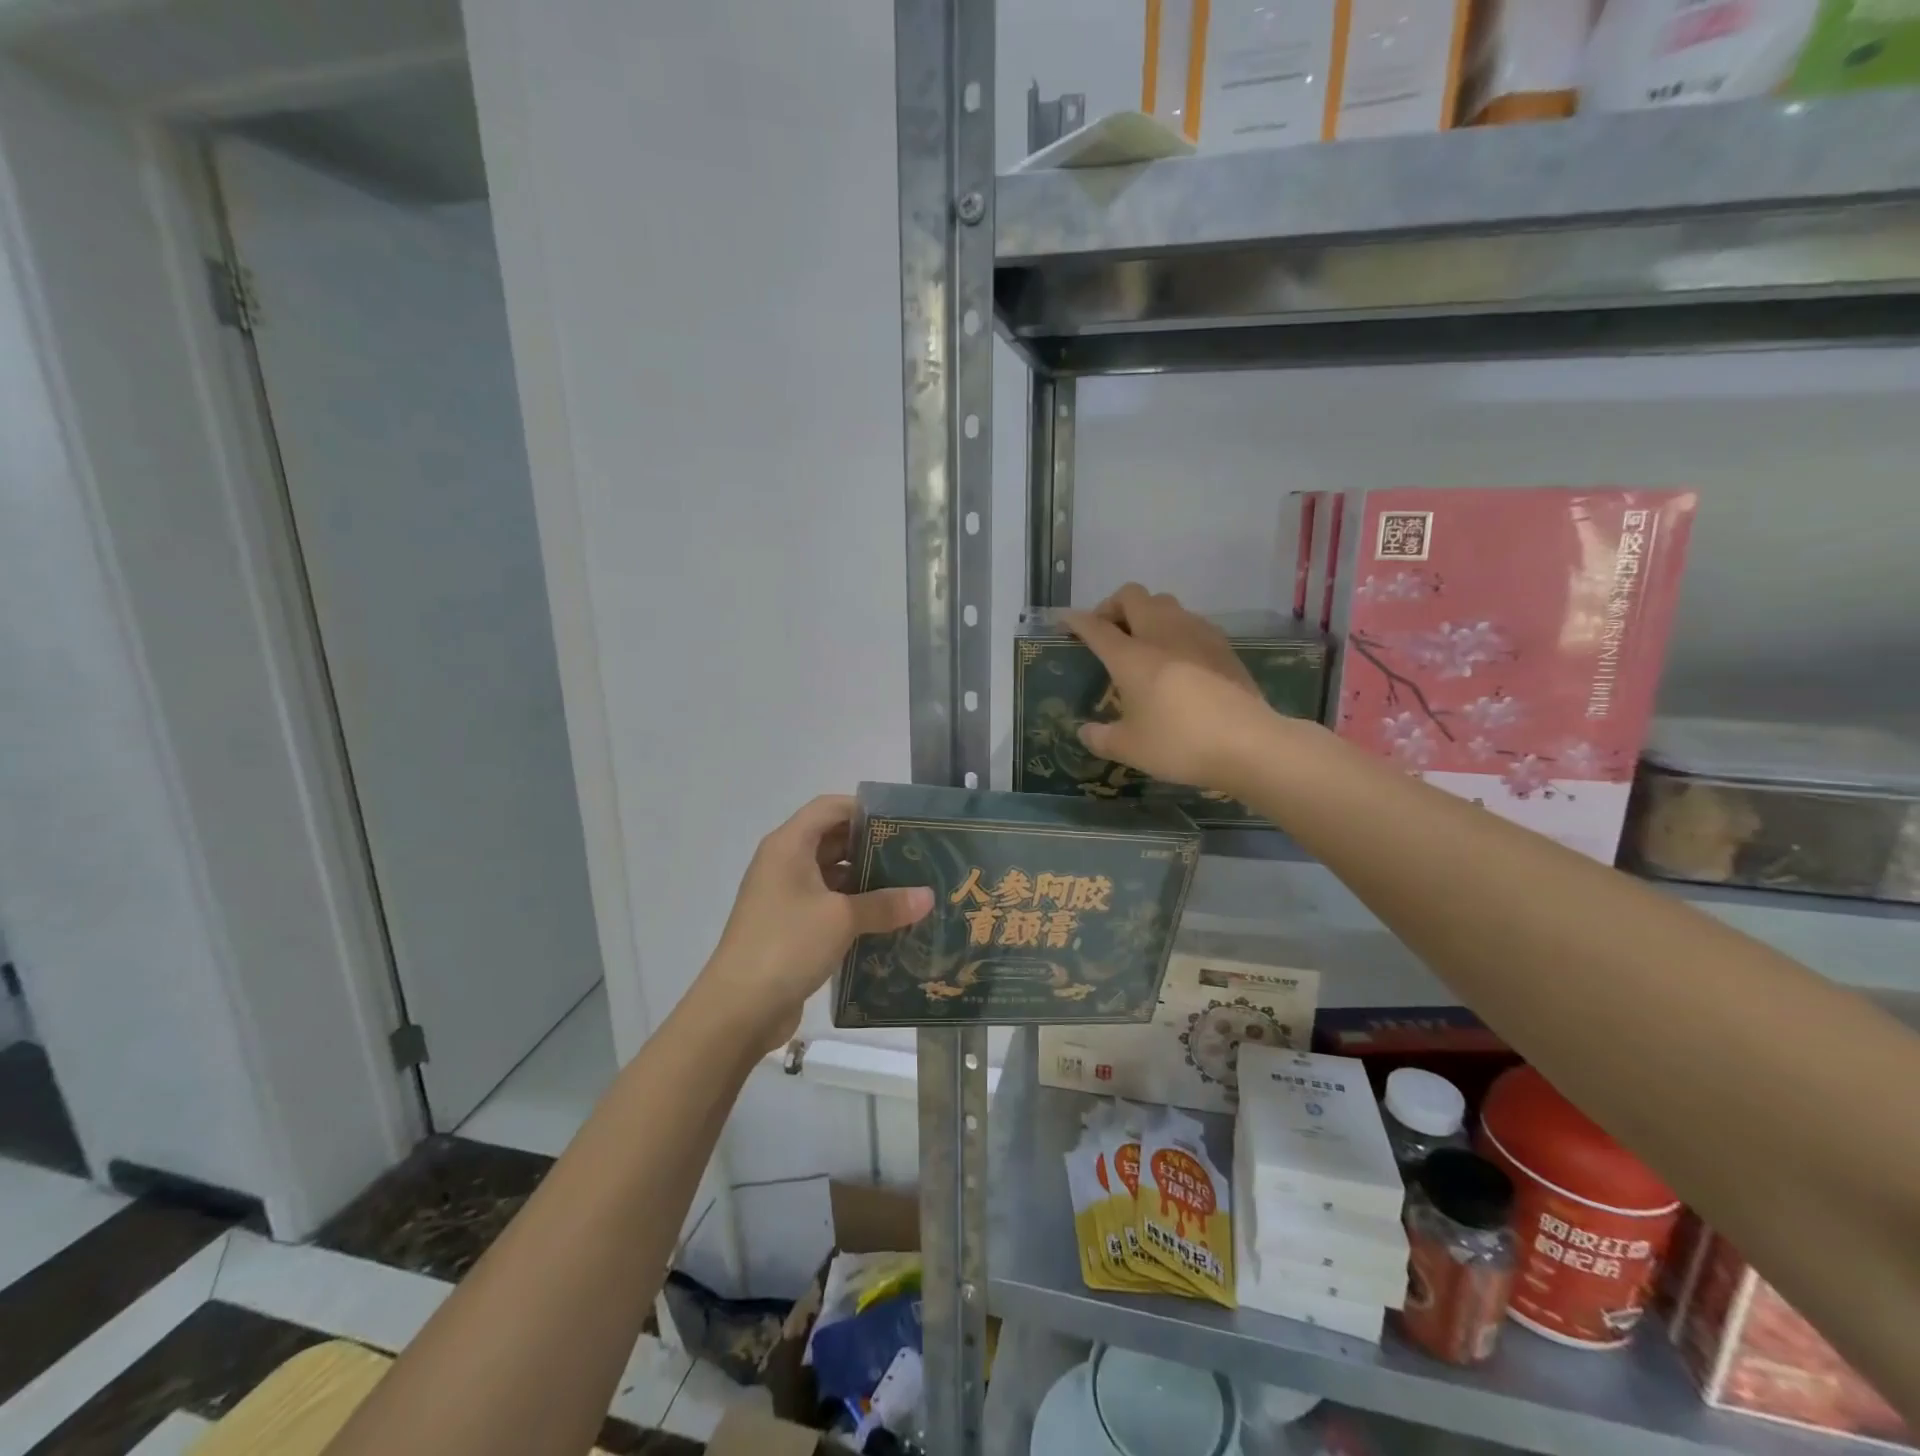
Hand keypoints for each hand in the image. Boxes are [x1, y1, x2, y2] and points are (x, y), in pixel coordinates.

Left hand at [700, 795, 932, 1051]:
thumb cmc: (787, 944)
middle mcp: (783, 863)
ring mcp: (783, 896)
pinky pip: (826, 905)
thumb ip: (886, 904)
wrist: (738, 1008)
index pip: (829, 807)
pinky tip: (885, 920)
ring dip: (864, 880)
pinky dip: (852, 907)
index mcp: (789, 846)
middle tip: (913, 855)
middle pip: (831, 839)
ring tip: (907, 887)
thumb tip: (929, 896)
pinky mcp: (788, 927)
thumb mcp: (842, 919)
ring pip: (830, 875)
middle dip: (870, 846)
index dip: (864, 809)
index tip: (902, 823)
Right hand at [1063, 584, 1275, 795]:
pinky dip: (1175, 629)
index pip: (1095, 626)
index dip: (1075, 621)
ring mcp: (1197, 634)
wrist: (1248, 743)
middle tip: (1107, 632)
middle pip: (1133, 596)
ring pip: (1165, 603)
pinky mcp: (1223, 645)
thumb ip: (1101, 737)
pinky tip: (1178, 659)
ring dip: (1147, 614)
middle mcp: (1162, 633)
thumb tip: (1085, 732)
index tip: (1064, 622)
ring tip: (1143, 644)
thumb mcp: (1129, 748)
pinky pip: (1191, 622)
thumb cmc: (1179, 743)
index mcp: (1131, 655)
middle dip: (1113, 607)